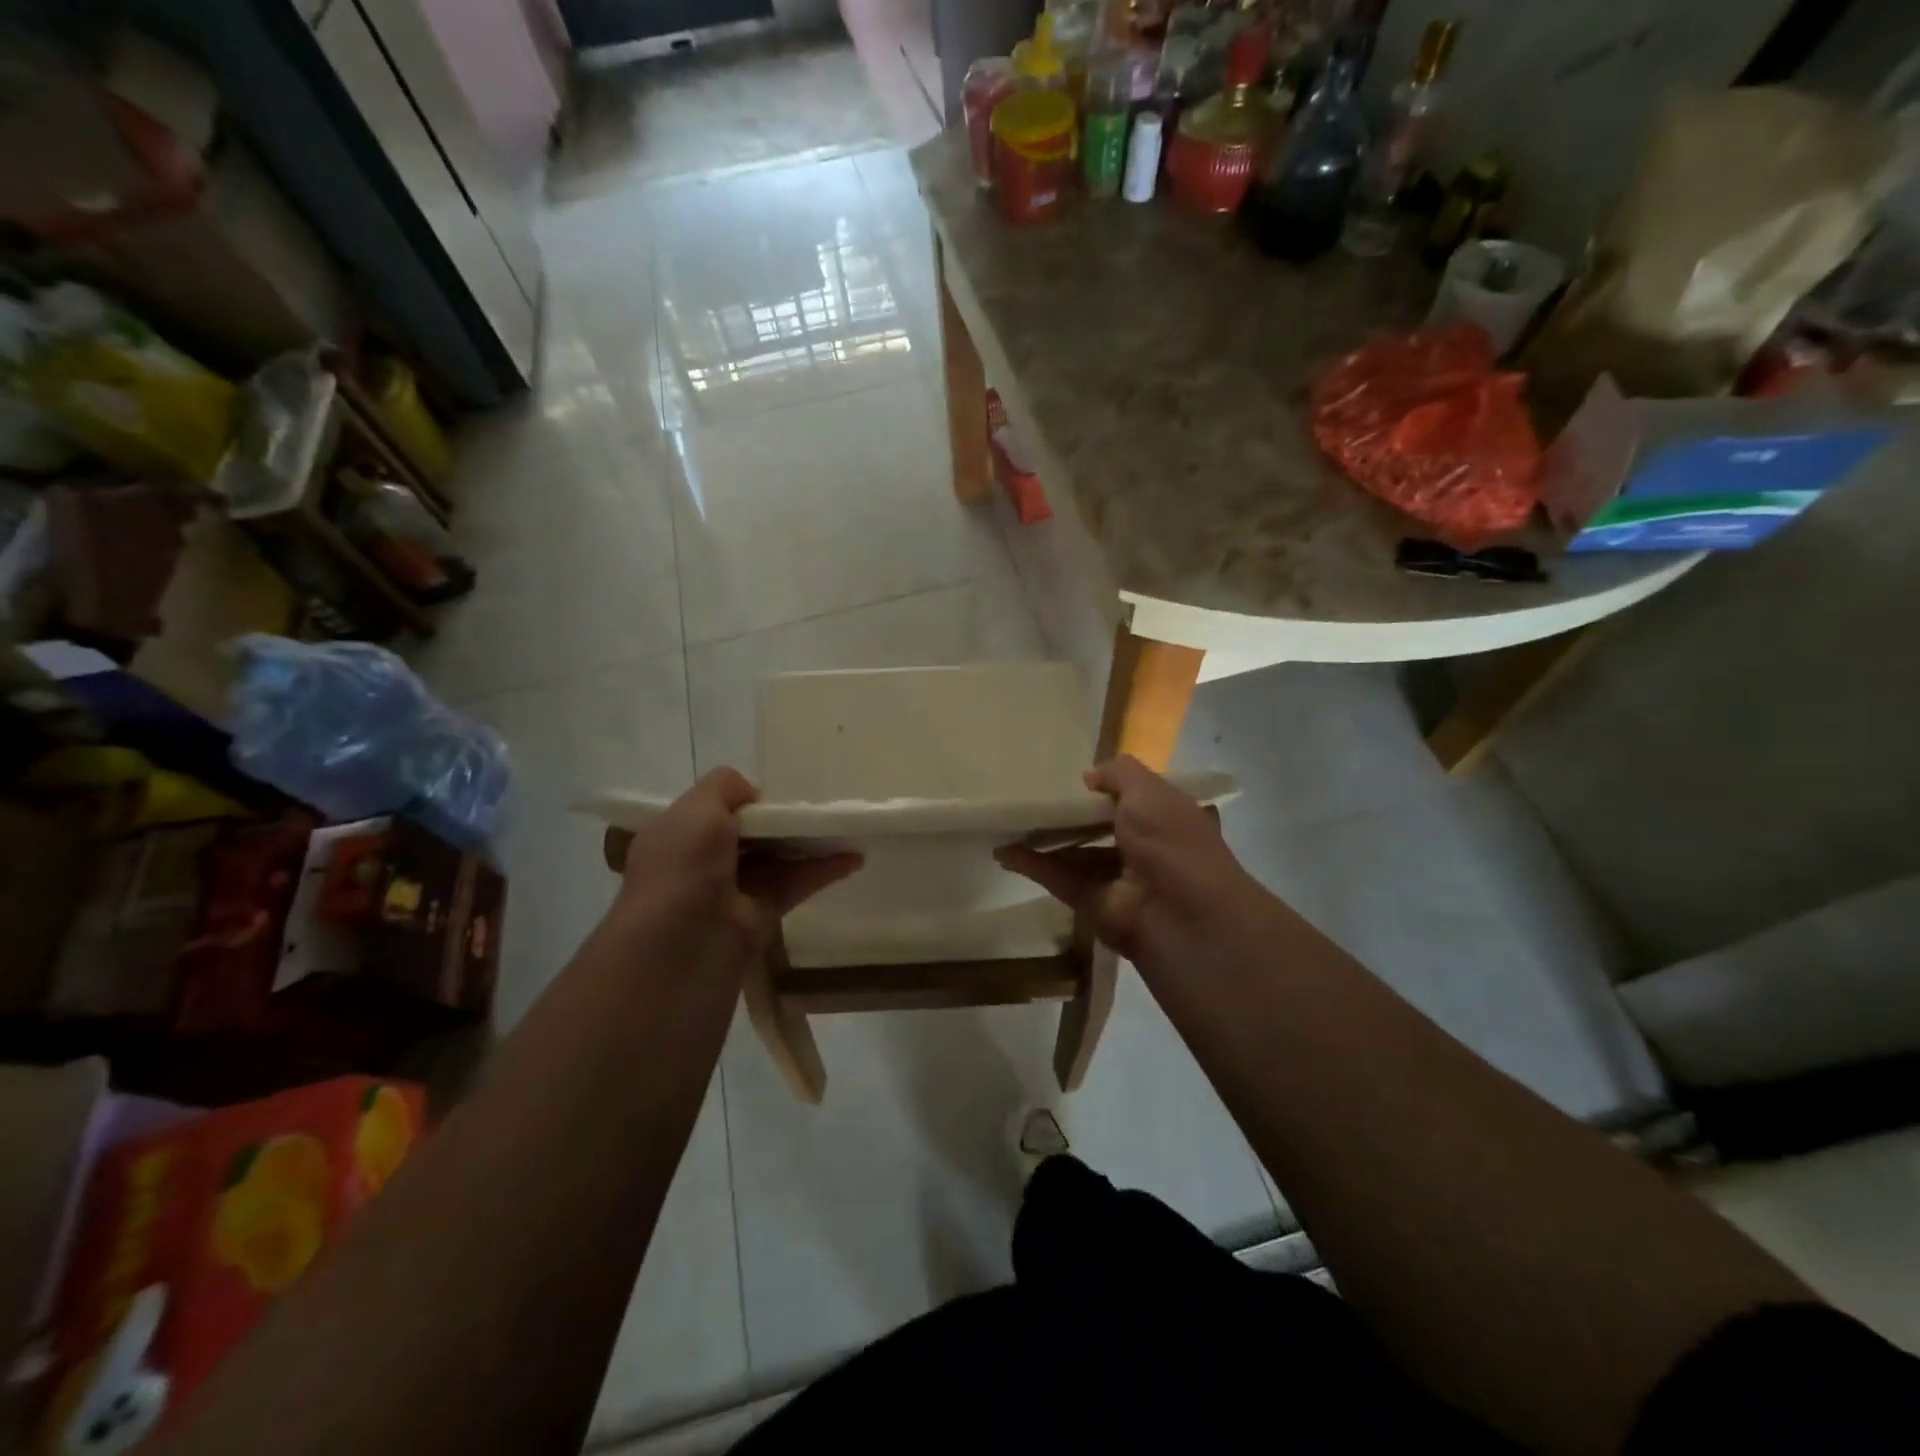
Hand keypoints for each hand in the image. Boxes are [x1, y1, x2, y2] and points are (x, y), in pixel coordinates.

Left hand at [608, 768, 860, 976]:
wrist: (678, 954)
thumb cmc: (683, 871)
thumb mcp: (697, 810)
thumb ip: (725, 787)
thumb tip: (753, 795)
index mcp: (676, 834)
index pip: (714, 810)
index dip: (747, 800)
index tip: (781, 794)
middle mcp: (699, 862)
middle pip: (750, 834)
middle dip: (782, 820)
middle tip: (822, 807)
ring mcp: (729, 894)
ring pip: (774, 860)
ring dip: (808, 844)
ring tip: (846, 828)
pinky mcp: (757, 920)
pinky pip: (792, 887)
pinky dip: (820, 872)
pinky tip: (852, 858)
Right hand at [995, 755, 1262, 965]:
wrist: (1180, 915)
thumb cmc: (1171, 841)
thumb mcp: (1150, 791)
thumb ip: (1118, 774)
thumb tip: (1089, 776)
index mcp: (1170, 820)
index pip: (1140, 800)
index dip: (1112, 788)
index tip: (1079, 778)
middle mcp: (1148, 850)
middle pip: (1103, 828)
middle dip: (1073, 815)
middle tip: (1034, 796)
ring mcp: (1120, 880)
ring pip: (1078, 855)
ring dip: (1047, 840)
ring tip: (1011, 821)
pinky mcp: (1093, 905)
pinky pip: (1060, 879)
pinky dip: (1033, 865)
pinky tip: (1004, 851)